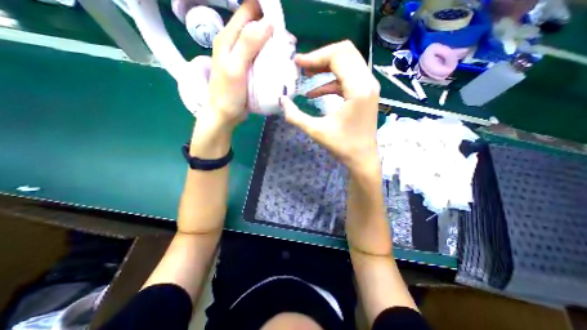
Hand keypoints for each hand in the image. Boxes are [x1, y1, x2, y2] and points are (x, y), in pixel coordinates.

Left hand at [201, 0, 273, 130]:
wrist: (225, 114)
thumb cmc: (228, 94)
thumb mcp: (236, 68)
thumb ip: (248, 44)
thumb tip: (268, 22)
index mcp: (228, 38)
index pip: (247, 12)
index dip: (264, 10)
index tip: (281, 20)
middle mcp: (234, 44)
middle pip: (255, 26)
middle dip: (271, 29)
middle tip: (287, 41)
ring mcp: (241, 58)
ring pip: (259, 43)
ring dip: (272, 44)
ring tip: (286, 52)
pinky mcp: (248, 69)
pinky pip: (260, 58)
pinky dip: (270, 57)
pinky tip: (278, 63)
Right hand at [280, 41, 380, 171]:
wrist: (362, 158)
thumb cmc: (342, 146)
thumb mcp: (316, 131)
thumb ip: (295, 116)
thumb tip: (282, 100)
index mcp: (358, 89)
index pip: (338, 56)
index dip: (315, 56)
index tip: (297, 63)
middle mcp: (368, 82)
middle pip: (345, 52)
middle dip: (321, 57)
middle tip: (302, 66)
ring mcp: (369, 87)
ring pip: (348, 62)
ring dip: (326, 66)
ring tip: (307, 74)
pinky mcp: (365, 94)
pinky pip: (347, 78)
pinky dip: (331, 81)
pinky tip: (315, 92)